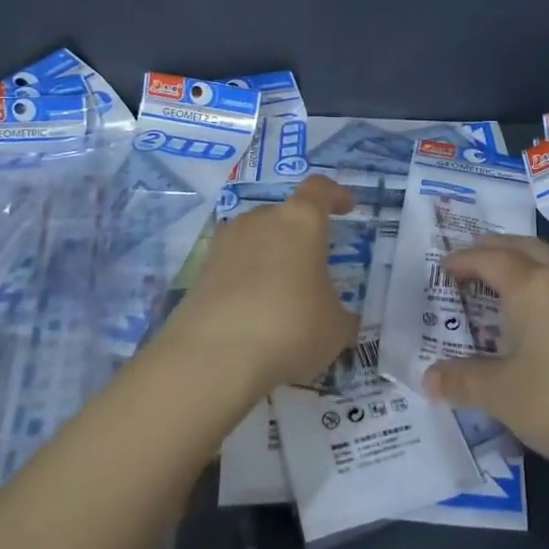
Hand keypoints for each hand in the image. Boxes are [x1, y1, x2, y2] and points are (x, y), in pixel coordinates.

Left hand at [156, 175, 357, 402]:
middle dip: (299, 236)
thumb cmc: (291, 327)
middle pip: (283, 215)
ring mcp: (226, 243)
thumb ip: (340, 315)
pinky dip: (244, 281)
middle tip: (312, 267)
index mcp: (301, 221)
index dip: (335, 195)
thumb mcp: (335, 328)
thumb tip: (342, 319)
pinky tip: (252, 313)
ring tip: (280, 293)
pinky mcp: (200, 271)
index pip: (319, 190)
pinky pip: (232, 266)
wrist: (214, 358)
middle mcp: (261, 220)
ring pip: (255, 239)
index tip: (347, 207)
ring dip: (269, 257)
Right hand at [423, 236, 548, 479]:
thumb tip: (428, 379)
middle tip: (468, 260)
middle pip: (522, 246)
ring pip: (548, 261)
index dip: (462, 261)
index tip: (442, 269)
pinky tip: (536, 313)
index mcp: (530, 286)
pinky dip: (540, 282)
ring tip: (499, 280)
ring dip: (520, 261)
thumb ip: (462, 381)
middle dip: (492, 248)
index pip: (488, 259)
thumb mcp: (501, 394)